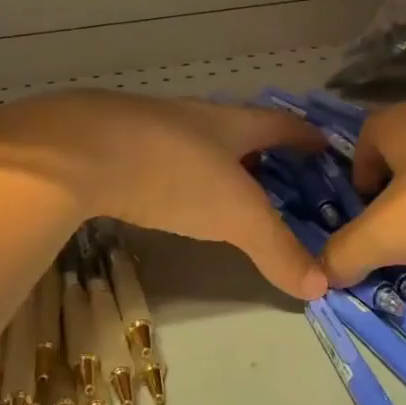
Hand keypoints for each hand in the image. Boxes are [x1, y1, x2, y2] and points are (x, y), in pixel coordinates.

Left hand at [0, 91, 331, 297]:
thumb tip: (322, 286)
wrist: (82, 150)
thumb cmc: (175, 172)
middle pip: (237, 127)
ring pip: (195, 142)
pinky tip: (168, 195)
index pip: (279, 123)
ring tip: (227, 191)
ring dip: (216, 162)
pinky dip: (176, 174)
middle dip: (261, 149)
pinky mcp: (114, 145)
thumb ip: (277, 249)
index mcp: (230, 123)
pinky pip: (159, 157)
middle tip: (280, 177)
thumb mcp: (236, 215)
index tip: (323, 145)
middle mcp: (193, 117)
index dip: (304, 135)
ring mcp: (150, 127)